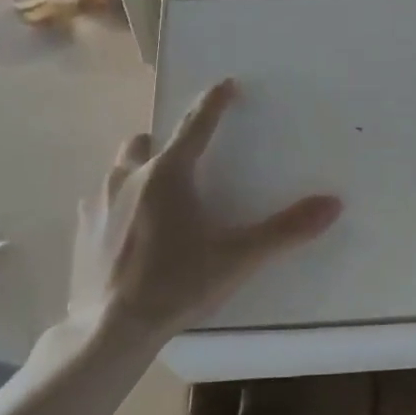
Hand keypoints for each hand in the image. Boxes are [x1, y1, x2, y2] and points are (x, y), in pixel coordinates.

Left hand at [69, 80, 341, 344]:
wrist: (109, 330)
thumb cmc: (175, 285)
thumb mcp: (237, 258)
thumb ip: (285, 230)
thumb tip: (333, 204)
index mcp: (168, 174)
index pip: (195, 125)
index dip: (213, 102)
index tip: (224, 84)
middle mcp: (129, 177)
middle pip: (146, 142)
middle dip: (165, 143)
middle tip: (185, 162)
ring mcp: (100, 202)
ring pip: (120, 168)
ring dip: (139, 171)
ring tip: (158, 198)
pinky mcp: (82, 230)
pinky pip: (102, 202)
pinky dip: (119, 205)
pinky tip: (130, 233)